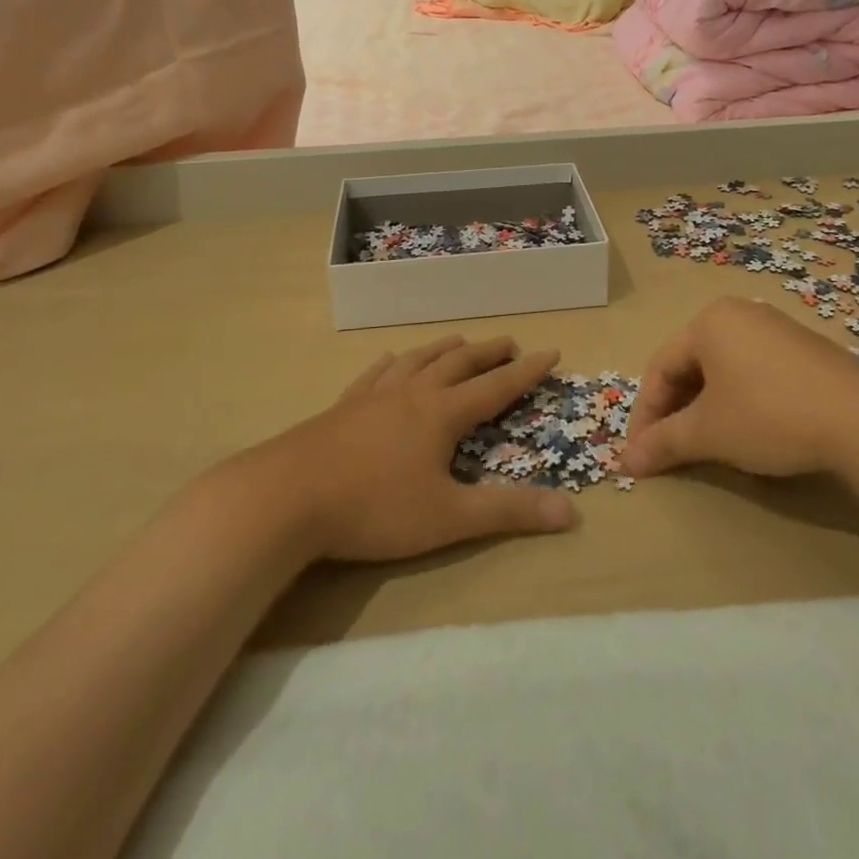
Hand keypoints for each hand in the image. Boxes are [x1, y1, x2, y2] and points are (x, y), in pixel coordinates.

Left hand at [247, 336, 576, 562]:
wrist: (286, 497)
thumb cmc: (374, 508)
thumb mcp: (448, 517)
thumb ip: (509, 512)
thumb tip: (572, 512)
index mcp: (441, 413)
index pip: (496, 386)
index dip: (527, 371)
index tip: (551, 352)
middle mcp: (412, 393)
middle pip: (458, 363)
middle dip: (487, 353)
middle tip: (509, 342)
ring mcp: (374, 396)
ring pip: (417, 360)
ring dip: (444, 349)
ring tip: (459, 341)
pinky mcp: (343, 406)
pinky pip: (375, 373)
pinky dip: (392, 362)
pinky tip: (391, 359)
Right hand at [622, 297, 858, 479]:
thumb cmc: (770, 414)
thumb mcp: (709, 432)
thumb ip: (663, 443)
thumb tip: (625, 462)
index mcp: (708, 322)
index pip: (659, 368)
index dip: (645, 414)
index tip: (639, 454)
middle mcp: (739, 314)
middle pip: (690, 365)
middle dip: (674, 411)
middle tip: (667, 451)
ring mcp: (775, 328)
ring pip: (722, 369)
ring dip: (704, 408)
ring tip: (703, 444)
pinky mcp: (804, 349)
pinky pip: (753, 371)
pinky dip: (737, 401)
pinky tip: (745, 429)